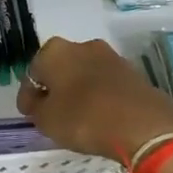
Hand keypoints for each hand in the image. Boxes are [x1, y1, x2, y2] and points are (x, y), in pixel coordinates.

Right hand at [16, 37, 172, 161]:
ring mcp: (111, 57)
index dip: (28, 95)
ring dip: (79, 91)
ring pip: (85, 74)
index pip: (33, 73)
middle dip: (55, 88)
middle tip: (52, 112)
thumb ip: (35, 108)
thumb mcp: (46, 120)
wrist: (143, 126)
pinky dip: (100, 97)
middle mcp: (83, 45)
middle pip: (61, 68)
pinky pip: (107, 85)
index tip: (29, 113)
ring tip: (77, 116)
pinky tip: (100, 116)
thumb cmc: (84, 119)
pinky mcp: (133, 73)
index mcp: (55, 51)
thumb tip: (37, 101)